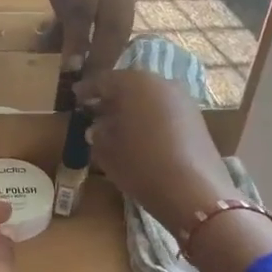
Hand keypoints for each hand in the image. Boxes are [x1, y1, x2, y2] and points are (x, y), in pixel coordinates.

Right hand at [80, 69, 232, 239]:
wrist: (193, 191)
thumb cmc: (140, 165)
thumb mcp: (107, 151)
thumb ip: (98, 133)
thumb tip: (97, 127)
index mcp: (134, 83)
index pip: (104, 80)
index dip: (87, 90)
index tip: (75, 96)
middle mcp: (161, 83)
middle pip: (129, 85)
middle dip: (111, 98)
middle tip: (94, 111)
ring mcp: (182, 99)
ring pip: (149, 97)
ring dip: (132, 108)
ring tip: (116, 126)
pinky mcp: (196, 117)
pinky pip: (164, 109)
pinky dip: (150, 117)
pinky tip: (140, 135)